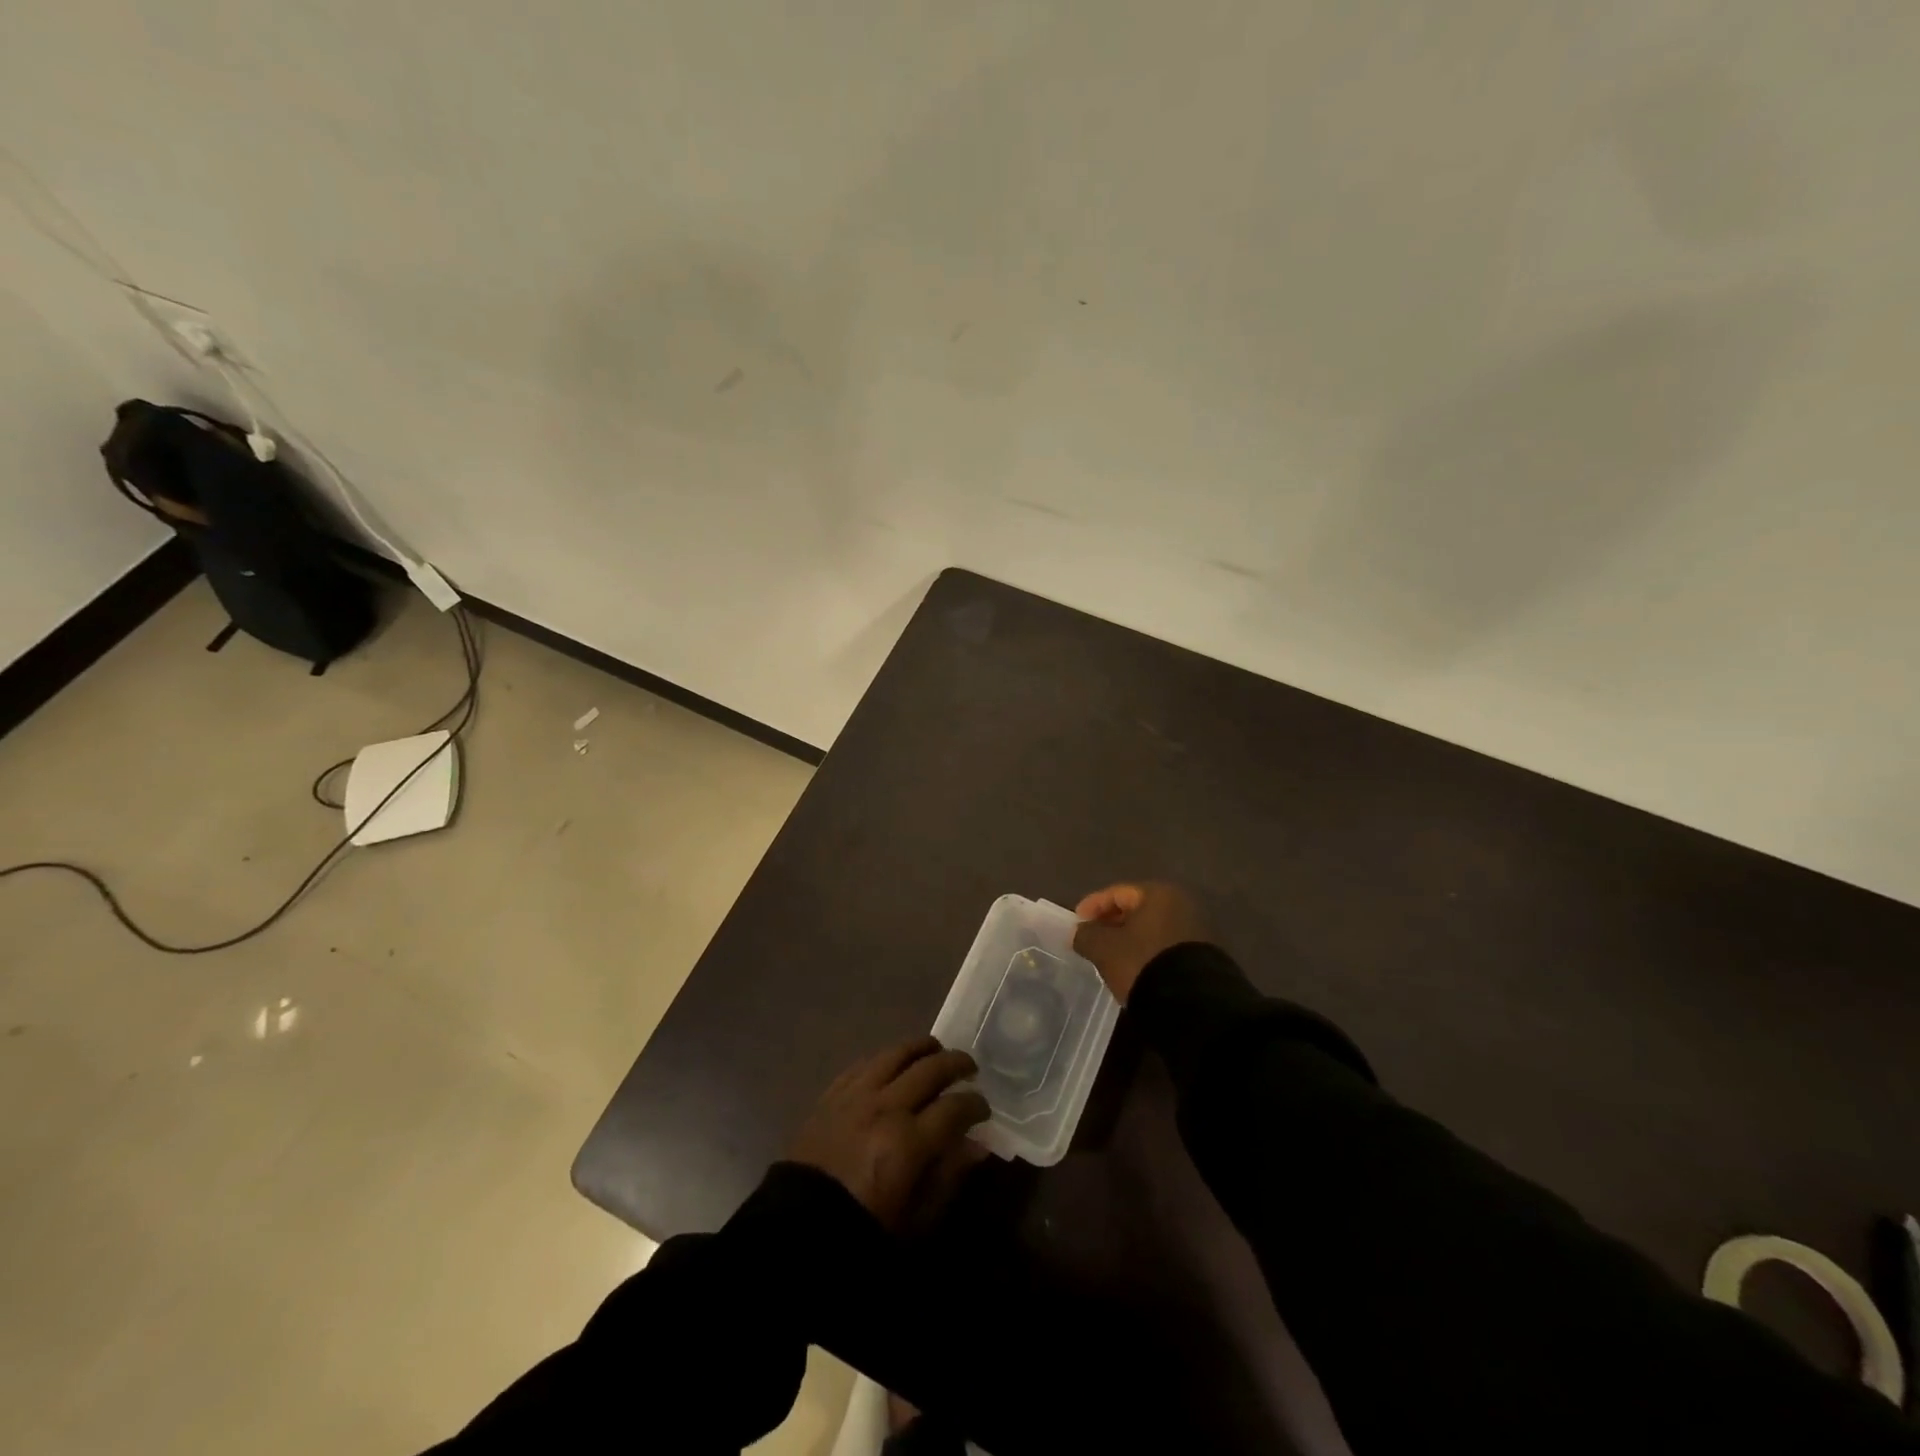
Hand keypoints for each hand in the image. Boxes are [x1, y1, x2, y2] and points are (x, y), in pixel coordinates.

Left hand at [790, 1036, 990, 1230]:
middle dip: (956, 1064)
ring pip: (896, 1054)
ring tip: (935, 1049)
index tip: (984, 1109)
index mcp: (909, 1142)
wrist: (796, 1231)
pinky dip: (886, 1058)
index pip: (955, 1108)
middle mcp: (886, 1107)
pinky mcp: (832, 1094)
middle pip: (930, 1069)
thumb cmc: (863, 1232)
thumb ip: (948, 1176)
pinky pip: (864, 1063)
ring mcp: (856, 1095)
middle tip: (969, 1068)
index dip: (976, 1105)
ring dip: (921, 1048)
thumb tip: (977, 1145)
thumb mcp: (915, 1219)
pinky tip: (894, 1062)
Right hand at [1073, 881, 1206, 1002]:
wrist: (1193, 1005)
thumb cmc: (1143, 963)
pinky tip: (1135, 969)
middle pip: (1137, 909)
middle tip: (1092, 939)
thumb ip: (1086, 935)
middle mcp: (1182, 905)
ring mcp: (1197, 931)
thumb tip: (1080, 932)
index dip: (1092, 906)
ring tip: (1110, 958)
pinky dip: (1147, 953)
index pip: (1117, 892)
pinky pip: (1165, 947)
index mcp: (1159, 894)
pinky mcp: (1203, 956)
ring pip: (1152, 930)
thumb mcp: (1104, 949)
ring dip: (1130, 940)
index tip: (1076, 923)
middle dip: (1112, 923)